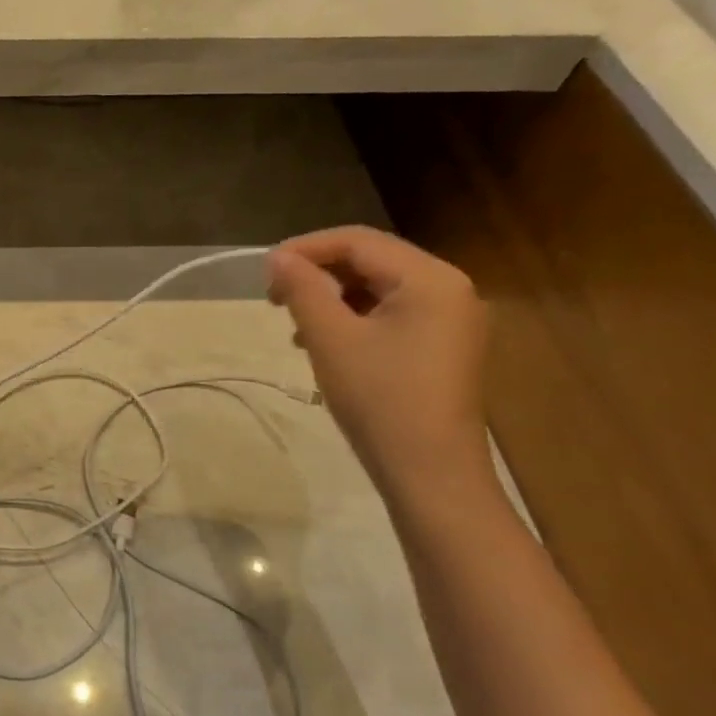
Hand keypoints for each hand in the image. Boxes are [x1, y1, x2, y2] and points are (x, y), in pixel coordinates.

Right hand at [267, 227, 495, 501]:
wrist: (430, 474)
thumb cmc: (380, 399)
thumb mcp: (330, 338)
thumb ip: (302, 289)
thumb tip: (277, 257)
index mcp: (430, 279)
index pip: (358, 241)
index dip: (306, 248)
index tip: (264, 270)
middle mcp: (449, 288)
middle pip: (371, 261)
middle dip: (319, 273)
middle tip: (275, 298)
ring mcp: (451, 319)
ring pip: (379, 288)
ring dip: (332, 297)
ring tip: (296, 325)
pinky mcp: (443, 346)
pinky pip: (392, 313)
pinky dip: (354, 318)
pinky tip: (326, 343)